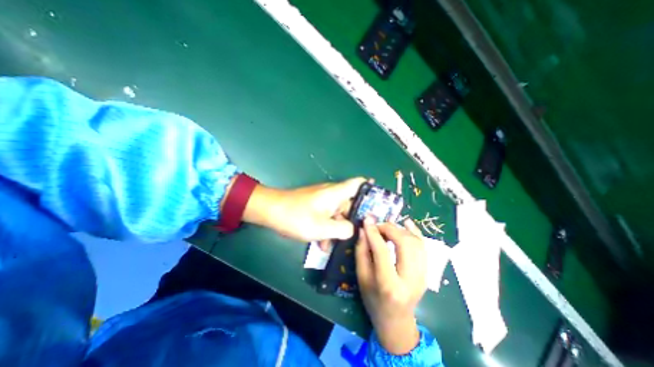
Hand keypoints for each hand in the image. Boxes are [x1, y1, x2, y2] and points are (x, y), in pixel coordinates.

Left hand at [244, 178, 366, 242]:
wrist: (270, 211)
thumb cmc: (297, 216)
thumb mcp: (322, 228)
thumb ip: (343, 229)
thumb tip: (353, 229)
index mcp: (336, 193)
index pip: (358, 183)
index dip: (370, 189)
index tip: (379, 203)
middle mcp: (332, 194)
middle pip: (350, 204)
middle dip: (354, 220)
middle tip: (360, 236)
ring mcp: (322, 200)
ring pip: (338, 214)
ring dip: (338, 228)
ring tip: (334, 246)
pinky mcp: (314, 206)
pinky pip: (327, 216)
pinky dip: (327, 228)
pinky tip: (322, 244)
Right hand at [355, 218, 426, 354]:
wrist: (396, 320)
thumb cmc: (373, 299)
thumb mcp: (361, 277)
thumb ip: (361, 252)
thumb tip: (364, 230)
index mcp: (389, 285)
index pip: (382, 252)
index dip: (374, 233)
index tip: (367, 220)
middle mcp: (410, 280)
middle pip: (405, 244)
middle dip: (390, 229)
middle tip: (377, 225)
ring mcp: (423, 276)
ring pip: (416, 243)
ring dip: (400, 230)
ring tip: (387, 227)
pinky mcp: (427, 272)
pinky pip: (423, 246)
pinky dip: (415, 232)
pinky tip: (406, 223)